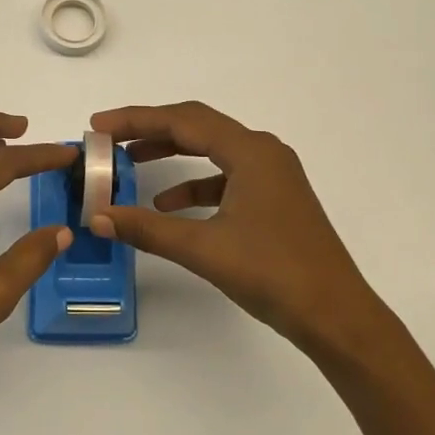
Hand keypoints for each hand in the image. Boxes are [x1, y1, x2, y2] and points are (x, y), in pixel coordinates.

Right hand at [87, 102, 383, 352]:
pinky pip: (225, 176)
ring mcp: (272, 174)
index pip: (182, 120)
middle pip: (197, 127)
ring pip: (212, 150)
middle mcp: (263, 152)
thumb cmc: (273, 273)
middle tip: (110, 139)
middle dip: (151, 130)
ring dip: (172, 153)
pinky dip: (194, 184)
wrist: (336, 315)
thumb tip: (98, 218)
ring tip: (131, 163)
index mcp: (250, 152)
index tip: (99, 125)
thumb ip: (148, 229)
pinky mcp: (274, 197)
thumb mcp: (204, 249)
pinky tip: (169, 205)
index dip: (136, 119)